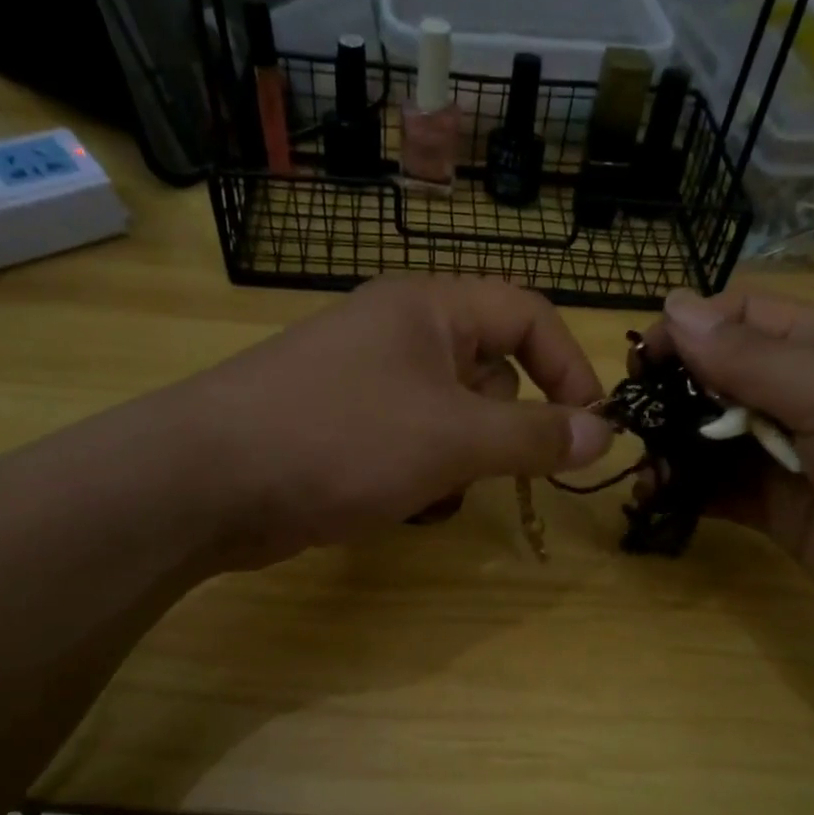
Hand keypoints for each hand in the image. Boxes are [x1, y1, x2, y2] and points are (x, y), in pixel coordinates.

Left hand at [175, 275, 612, 570]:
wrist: (209, 481)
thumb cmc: (343, 439)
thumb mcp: (453, 438)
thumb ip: (534, 436)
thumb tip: (604, 433)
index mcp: (429, 309)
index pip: (527, 313)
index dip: (567, 366)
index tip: (588, 427)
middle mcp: (398, 335)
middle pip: (489, 372)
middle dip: (498, 430)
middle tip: (485, 467)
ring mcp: (366, 384)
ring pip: (450, 421)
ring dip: (457, 464)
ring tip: (429, 491)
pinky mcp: (341, 429)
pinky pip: (409, 447)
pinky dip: (418, 478)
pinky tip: (396, 505)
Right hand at [649, 288, 813, 648]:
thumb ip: (752, 358)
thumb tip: (675, 306)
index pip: (742, 319)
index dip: (688, 331)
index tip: (639, 362)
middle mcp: (807, 393)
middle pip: (720, 378)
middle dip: (672, 394)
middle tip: (629, 420)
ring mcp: (792, 455)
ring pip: (712, 438)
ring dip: (671, 447)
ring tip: (638, 466)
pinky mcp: (780, 509)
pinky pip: (720, 489)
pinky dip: (685, 491)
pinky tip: (655, 498)